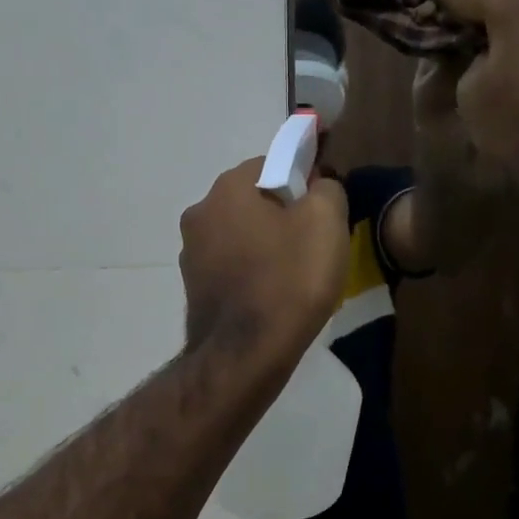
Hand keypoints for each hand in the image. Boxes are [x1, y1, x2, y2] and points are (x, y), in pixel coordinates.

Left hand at [179, 157, 348, 364]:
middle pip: (253, 202)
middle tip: (313, 246)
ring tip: (294, 278)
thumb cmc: (289, 280)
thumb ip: (327, 188)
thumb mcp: (327, 221)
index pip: (272, 163)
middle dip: (283, 216)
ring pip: (241, 237)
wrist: (246, 355)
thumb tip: (318, 185)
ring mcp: (190, 254)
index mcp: (228, 187)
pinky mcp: (193, 289)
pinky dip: (251, 275)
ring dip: (265, 247)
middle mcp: (200, 212)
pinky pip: (232, 269)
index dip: (304, 182)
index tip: (325, 212)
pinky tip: (272, 298)